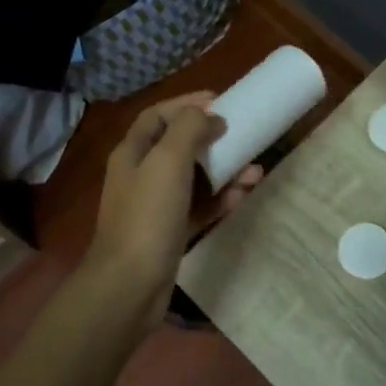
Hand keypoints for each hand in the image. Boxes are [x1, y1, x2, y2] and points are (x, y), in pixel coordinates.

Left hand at [87, 92, 261, 316]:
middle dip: (209, 137)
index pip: (157, 116)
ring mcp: (156, 206)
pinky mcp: (170, 232)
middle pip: (176, 145)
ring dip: (223, 170)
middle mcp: (141, 175)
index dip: (185, 104)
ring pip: (193, 178)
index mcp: (132, 153)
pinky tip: (243, 195)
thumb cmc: (148, 215)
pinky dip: (220, 199)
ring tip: (254, 168)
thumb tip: (209, 117)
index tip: (220, 101)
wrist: (130, 285)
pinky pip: (200, 208)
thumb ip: (188, 128)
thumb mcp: (167, 160)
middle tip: (239, 132)